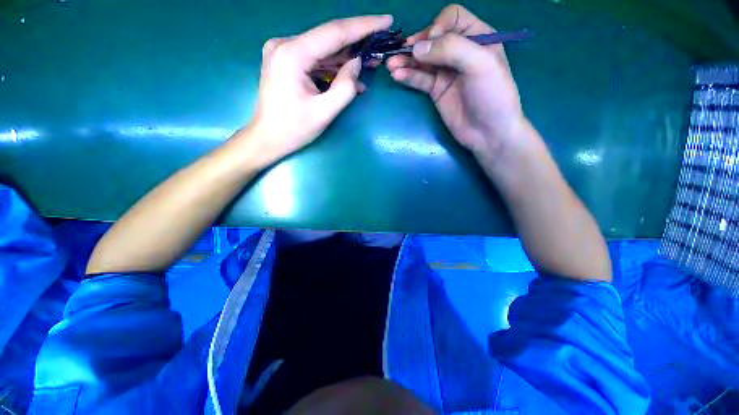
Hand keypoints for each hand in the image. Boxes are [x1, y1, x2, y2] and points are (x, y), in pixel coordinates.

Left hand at [247, 15, 392, 166]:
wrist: (267, 138)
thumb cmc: (294, 129)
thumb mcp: (324, 112)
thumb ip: (345, 87)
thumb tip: (357, 63)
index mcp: (293, 54)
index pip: (334, 32)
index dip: (363, 26)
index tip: (386, 20)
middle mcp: (285, 44)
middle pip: (329, 38)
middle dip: (357, 43)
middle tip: (380, 47)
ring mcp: (284, 51)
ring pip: (324, 49)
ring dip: (347, 58)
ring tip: (370, 63)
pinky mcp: (286, 61)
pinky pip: (316, 59)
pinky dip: (333, 67)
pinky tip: (350, 76)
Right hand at [387, 5, 523, 157]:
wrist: (488, 132)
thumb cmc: (492, 95)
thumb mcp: (480, 64)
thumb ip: (450, 49)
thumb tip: (417, 48)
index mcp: (477, 37)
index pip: (452, 18)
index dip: (438, 26)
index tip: (432, 42)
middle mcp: (460, 52)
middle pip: (433, 39)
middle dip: (416, 44)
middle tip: (401, 53)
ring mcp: (446, 73)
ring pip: (423, 60)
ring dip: (406, 61)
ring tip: (391, 65)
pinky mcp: (436, 91)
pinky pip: (420, 79)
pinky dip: (408, 76)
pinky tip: (397, 75)